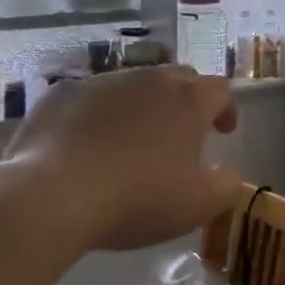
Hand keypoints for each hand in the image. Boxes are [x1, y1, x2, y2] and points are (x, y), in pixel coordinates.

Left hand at [0, 66, 241, 251]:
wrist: (52, 194)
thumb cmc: (138, 198)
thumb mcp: (199, 205)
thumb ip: (227, 184)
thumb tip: (231, 171)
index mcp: (188, 100)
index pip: (220, 90)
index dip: (226, 108)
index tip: (223, 131)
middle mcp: (149, 79)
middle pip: (178, 78)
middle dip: (186, 100)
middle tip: (182, 131)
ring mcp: (103, 81)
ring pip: (133, 85)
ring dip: (141, 106)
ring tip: (132, 139)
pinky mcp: (63, 93)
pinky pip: (91, 98)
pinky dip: (98, 114)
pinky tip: (88, 143)